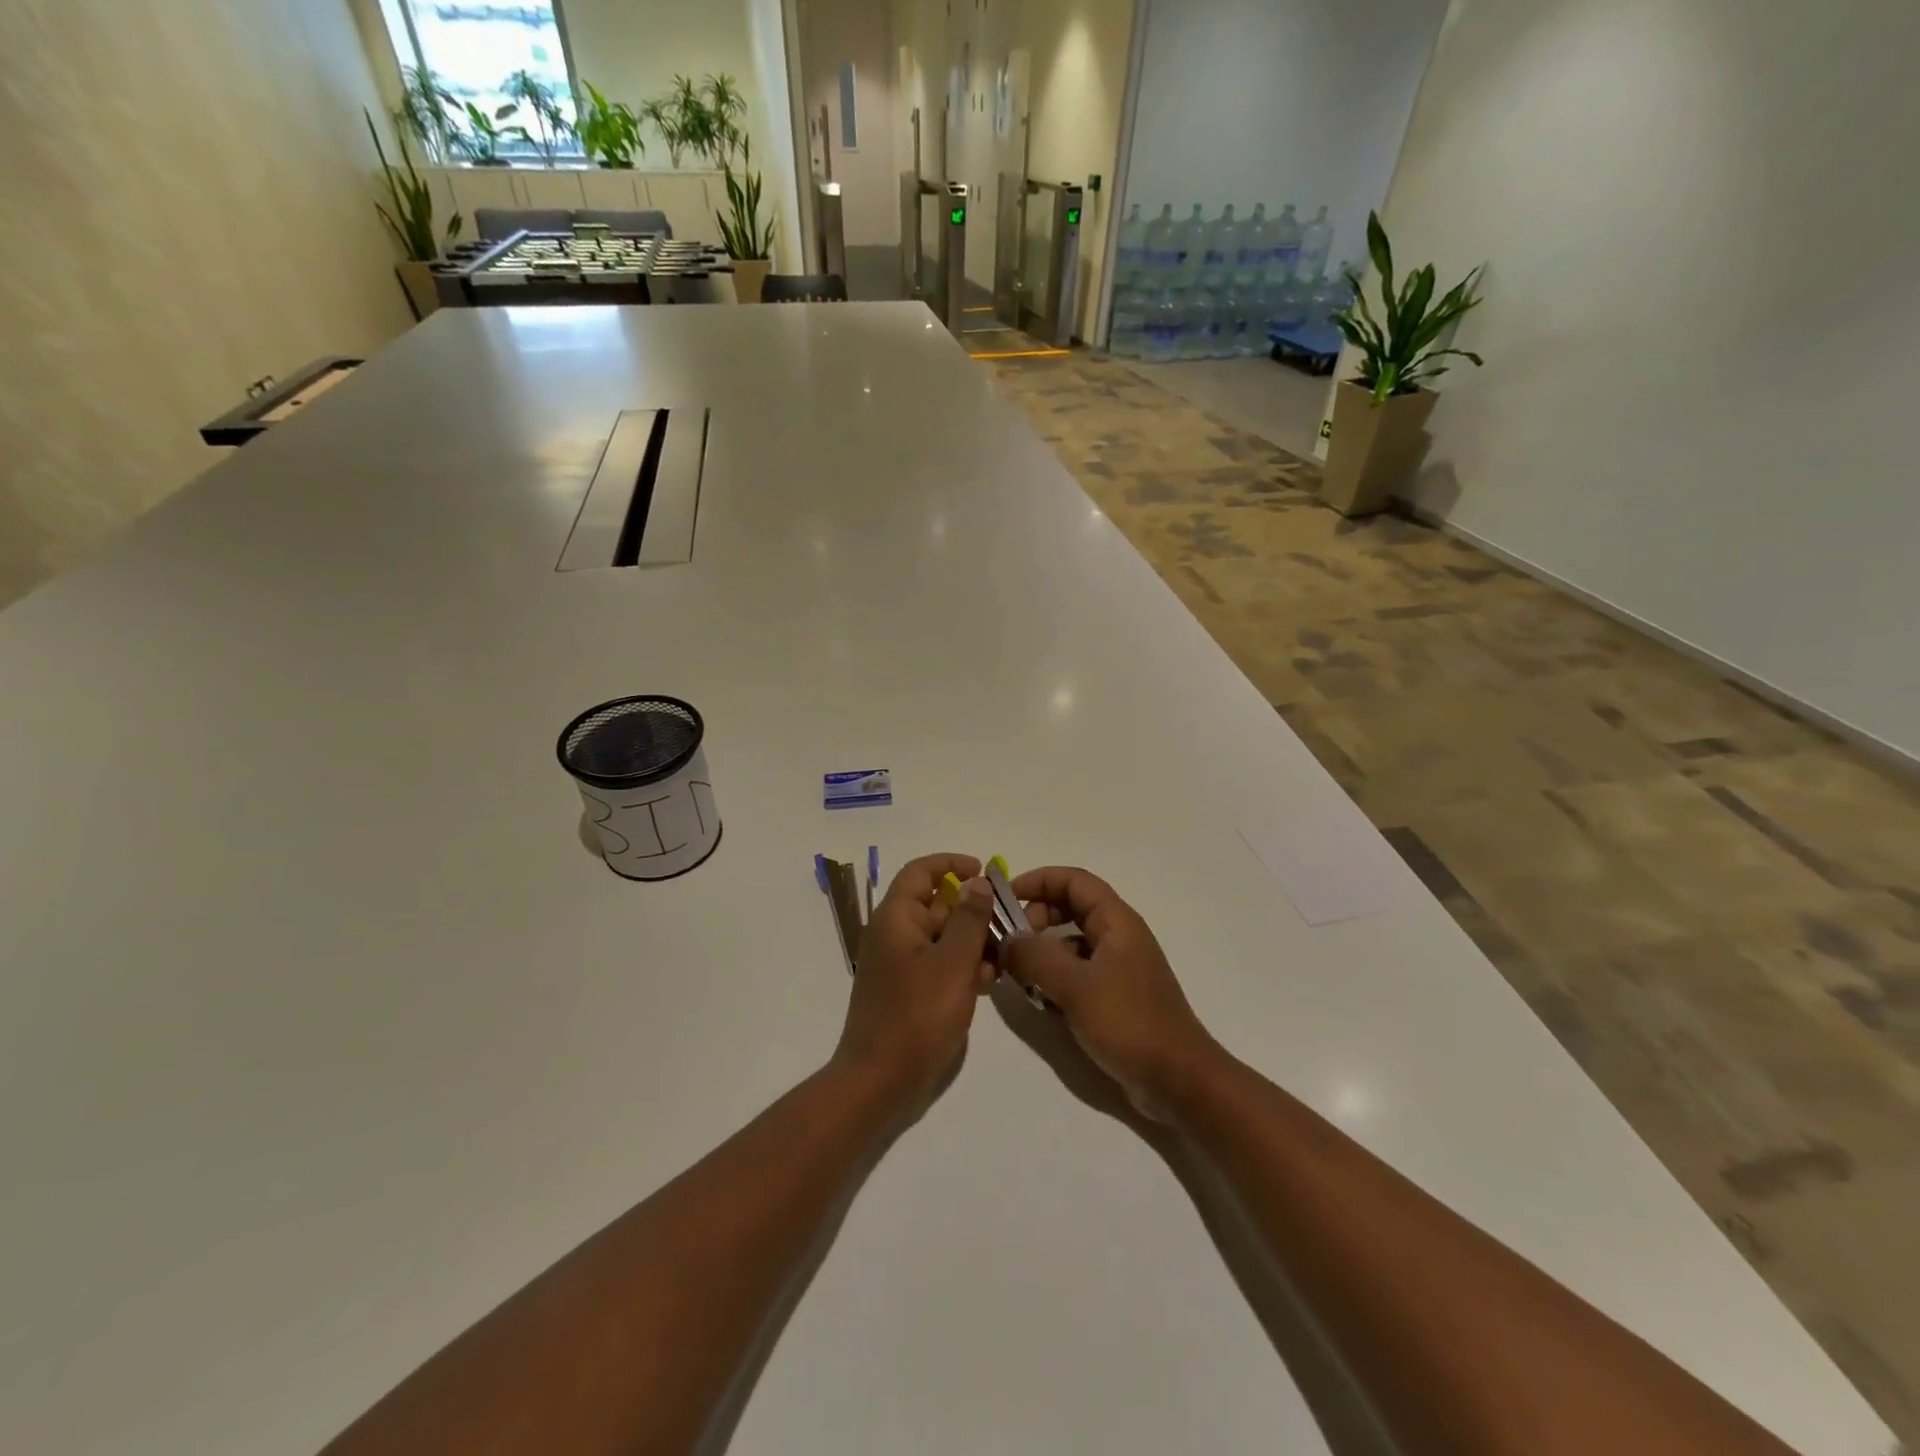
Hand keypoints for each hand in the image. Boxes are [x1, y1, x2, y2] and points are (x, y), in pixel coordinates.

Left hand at [832, 853, 998, 1109]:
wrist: (880, 1082)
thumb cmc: (917, 1016)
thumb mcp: (953, 963)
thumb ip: (969, 919)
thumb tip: (978, 882)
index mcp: (895, 919)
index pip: (920, 872)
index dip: (951, 864)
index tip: (984, 870)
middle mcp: (893, 935)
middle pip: (935, 905)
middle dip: (972, 909)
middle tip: (1008, 921)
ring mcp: (899, 965)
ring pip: (941, 937)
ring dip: (972, 940)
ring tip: (1004, 955)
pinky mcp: (907, 992)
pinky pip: (938, 964)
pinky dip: (962, 965)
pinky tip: (988, 981)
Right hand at [1004, 867, 1222, 1121]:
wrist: (1179, 1081)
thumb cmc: (1130, 1024)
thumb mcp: (1076, 987)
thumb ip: (1036, 957)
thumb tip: (1007, 939)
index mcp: (1117, 922)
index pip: (1074, 880)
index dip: (1039, 880)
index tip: (1005, 897)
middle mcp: (1119, 937)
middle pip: (1071, 907)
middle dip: (1036, 917)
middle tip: (1010, 942)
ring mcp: (1118, 968)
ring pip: (1071, 942)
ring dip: (1043, 951)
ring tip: (1018, 974)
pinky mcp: (1115, 996)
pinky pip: (1077, 972)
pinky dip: (1055, 978)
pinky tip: (1040, 1001)